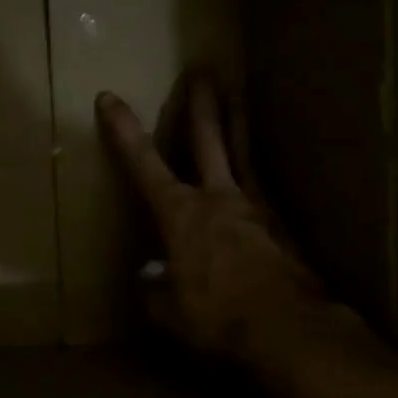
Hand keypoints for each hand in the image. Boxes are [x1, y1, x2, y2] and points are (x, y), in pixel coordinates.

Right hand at [96, 72, 327, 361]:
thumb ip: (156, 291)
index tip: (109, 98)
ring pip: (242, 152)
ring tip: (238, 94)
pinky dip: (256, 173)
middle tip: (202, 71)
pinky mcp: (281, 225)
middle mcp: (217, 198)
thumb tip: (149, 277)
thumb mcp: (172, 312)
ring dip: (237, 121)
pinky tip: (259, 175)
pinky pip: (264, 188)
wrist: (288, 326)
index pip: (143, 163)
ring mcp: (255, 207)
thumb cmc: (218, 316)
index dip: (123, 130)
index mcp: (181, 214)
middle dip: (199, 104)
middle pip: (206, 139)